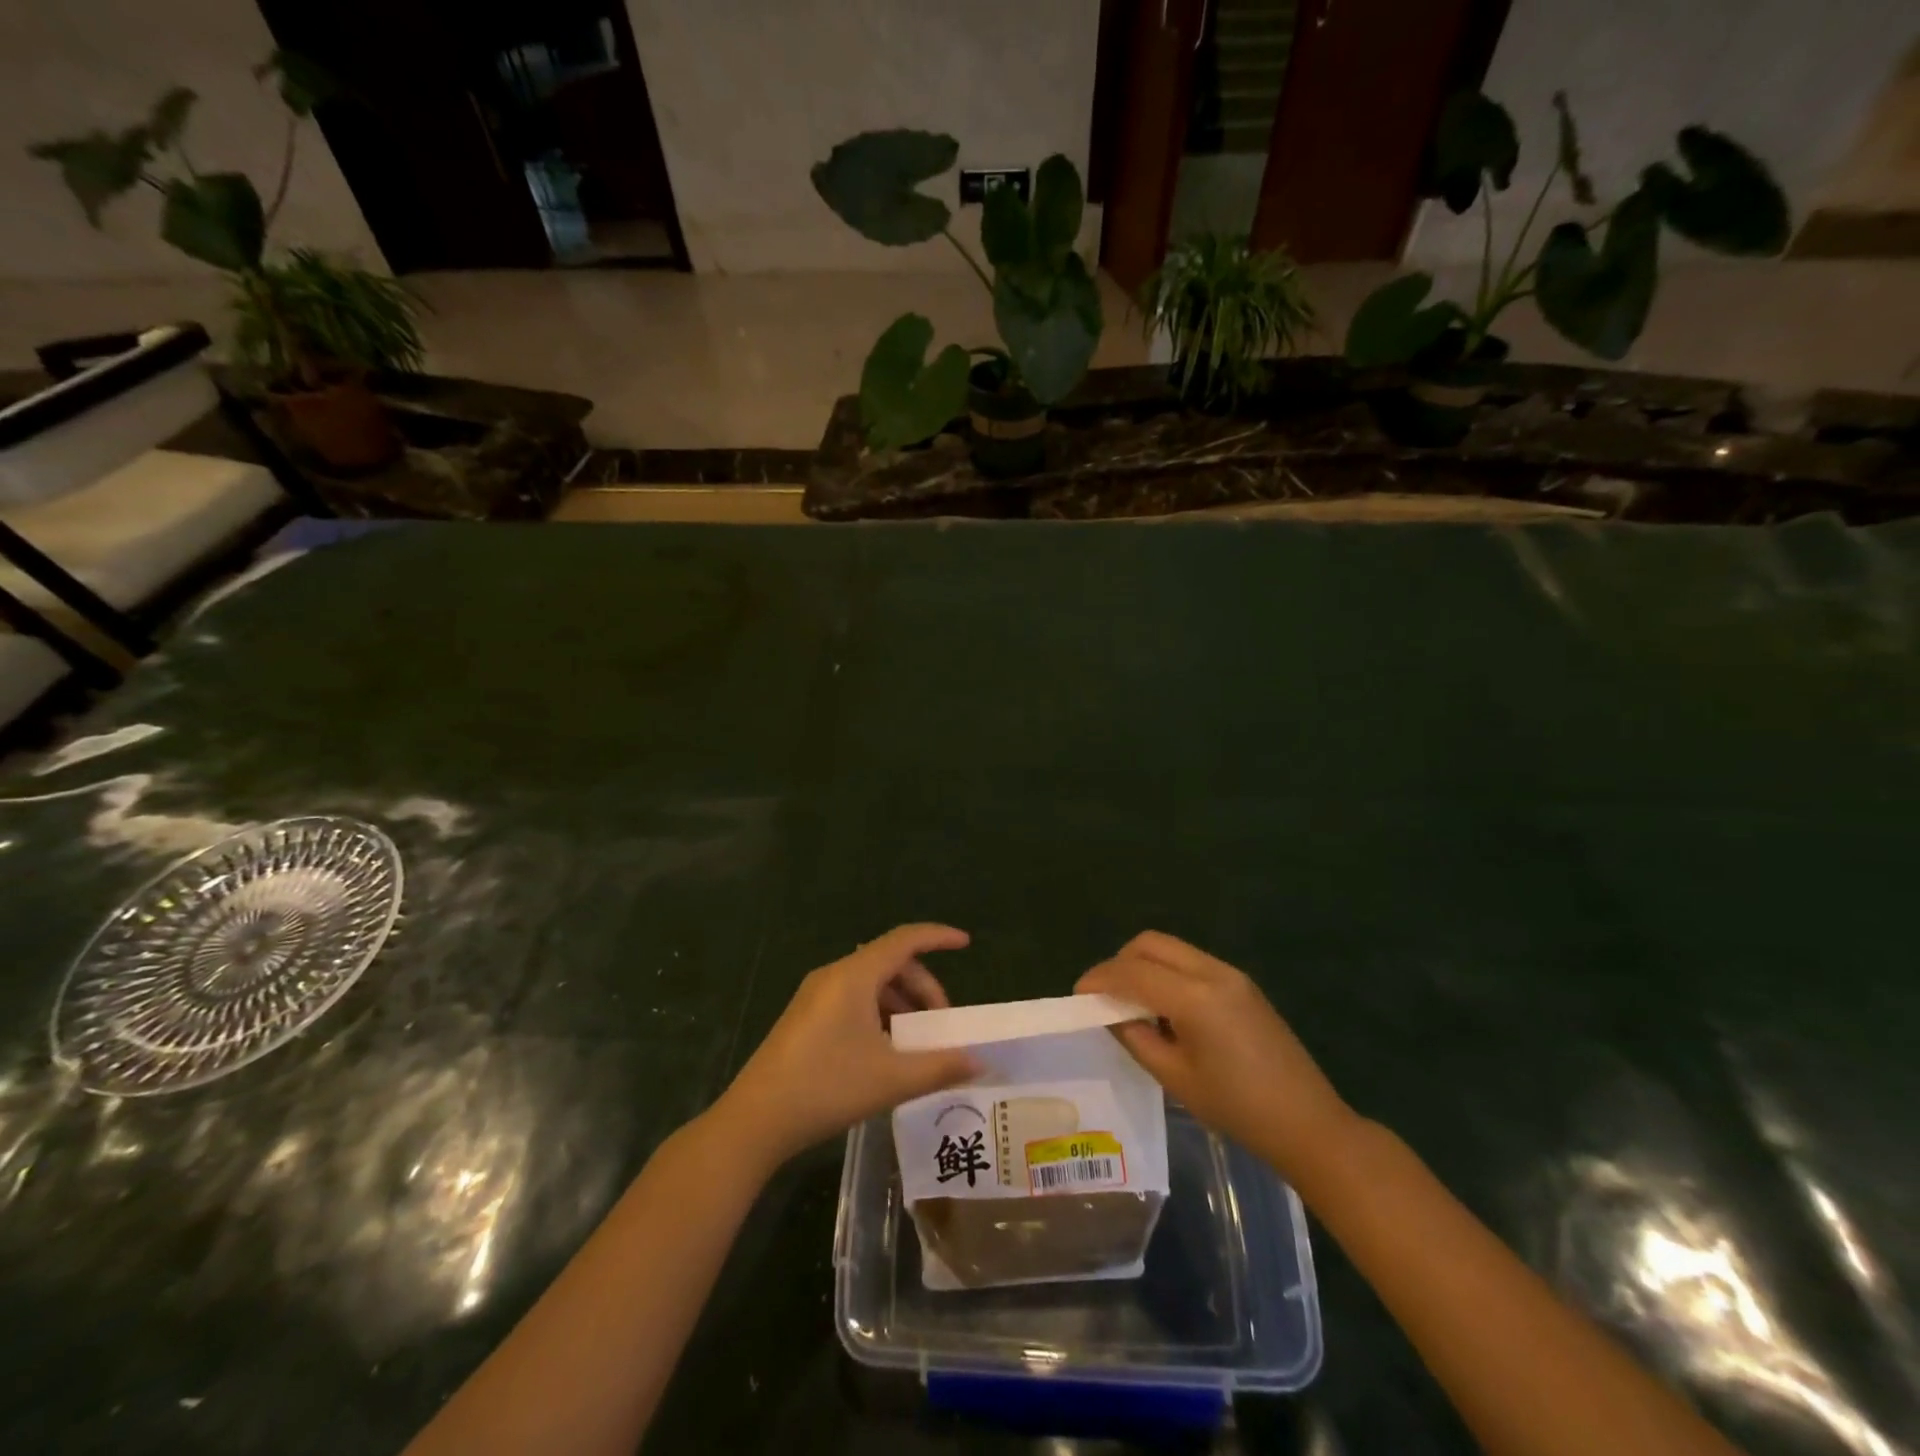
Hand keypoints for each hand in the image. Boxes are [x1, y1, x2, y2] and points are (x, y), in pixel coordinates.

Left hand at [712, 924, 978, 1171]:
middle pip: (890, 963)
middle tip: (941, 1025)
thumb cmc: (826, 1088)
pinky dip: (878, 1014)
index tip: (965, 943)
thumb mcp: (891, 1079)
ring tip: (916, 1044)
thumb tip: (980, 1063)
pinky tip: (885, 1052)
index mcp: (854, 976)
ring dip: (901, 1004)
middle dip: (923, 988)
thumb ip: (940, 1067)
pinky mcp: (805, 1017)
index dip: (937, 937)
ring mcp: (815, 995)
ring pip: (871, 983)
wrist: (755, 1121)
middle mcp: (834, 975)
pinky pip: (853, 999)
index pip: (904, 939)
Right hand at [1077, 932, 1357, 1180]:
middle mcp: (1212, 972)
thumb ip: (1136, 1038)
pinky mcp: (1242, 984)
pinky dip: (1166, 973)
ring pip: (1171, 948)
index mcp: (1195, 997)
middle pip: (1151, 944)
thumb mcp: (1176, 1078)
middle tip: (1104, 995)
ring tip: (1131, 1003)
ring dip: (1143, 965)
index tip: (1078, 995)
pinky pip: (1191, 962)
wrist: (1309, 1123)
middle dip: (1119, 962)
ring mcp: (1231, 975)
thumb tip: (1110, 1014)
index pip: (1133, 972)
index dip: (1100, 979)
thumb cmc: (1238, 1108)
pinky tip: (1164, 1007)